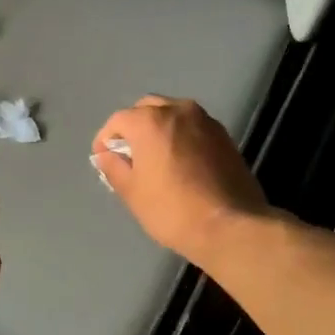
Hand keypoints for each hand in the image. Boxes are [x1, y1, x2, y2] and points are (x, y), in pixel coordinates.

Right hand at [92, 96, 267, 262]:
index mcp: (150, 120)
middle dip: (134, 127)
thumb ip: (114, 168)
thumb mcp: (133, 193)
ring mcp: (205, 120)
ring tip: (155, 157)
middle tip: (129, 155)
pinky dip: (181, 136)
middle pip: (147, 108)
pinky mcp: (225, 135)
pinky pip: (193, 127)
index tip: (103, 159)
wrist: (231, 226)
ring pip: (173, 114)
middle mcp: (178, 110)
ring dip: (159, 128)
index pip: (118, 120)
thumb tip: (106, 155)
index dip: (105, 139)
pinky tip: (181, 162)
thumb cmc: (172, 209)